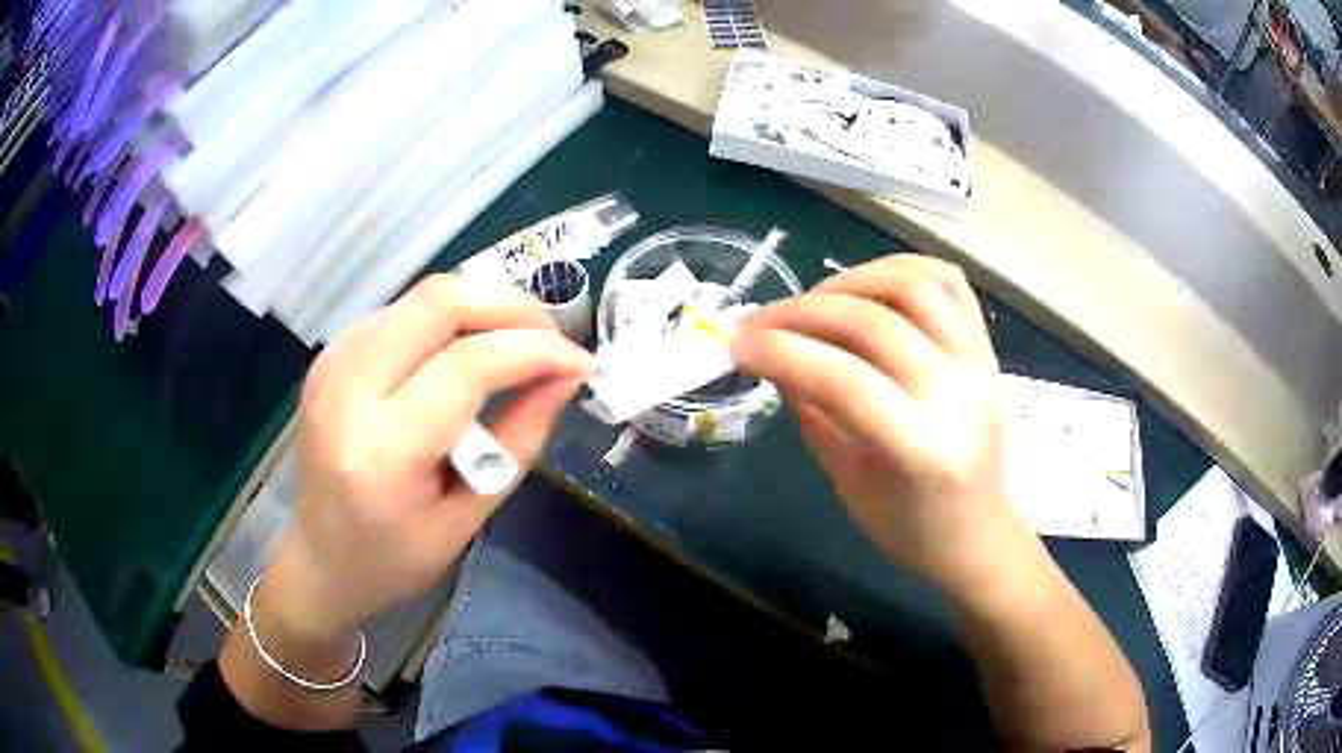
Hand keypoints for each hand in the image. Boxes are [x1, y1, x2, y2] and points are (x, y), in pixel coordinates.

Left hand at [262, 275, 594, 643]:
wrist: (319, 559)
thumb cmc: (396, 557)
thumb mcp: (470, 515)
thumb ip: (522, 438)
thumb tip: (567, 376)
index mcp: (382, 450)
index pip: (467, 366)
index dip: (534, 350)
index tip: (580, 363)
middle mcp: (348, 389)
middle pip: (438, 301)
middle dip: (509, 304)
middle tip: (550, 336)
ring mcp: (332, 363)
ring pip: (421, 296)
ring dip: (481, 307)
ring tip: (517, 344)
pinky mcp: (331, 354)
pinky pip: (401, 312)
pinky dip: (446, 320)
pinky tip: (464, 352)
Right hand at [731, 255, 1014, 588]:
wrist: (977, 532)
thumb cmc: (909, 527)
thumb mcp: (848, 481)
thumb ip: (814, 411)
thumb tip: (773, 354)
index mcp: (922, 450)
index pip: (846, 380)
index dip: (782, 352)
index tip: (736, 345)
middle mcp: (959, 395)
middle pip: (874, 323)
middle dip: (801, 312)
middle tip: (759, 323)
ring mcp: (979, 363)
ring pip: (913, 285)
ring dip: (850, 281)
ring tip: (814, 302)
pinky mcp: (986, 346)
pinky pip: (947, 281)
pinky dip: (899, 269)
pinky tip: (866, 287)